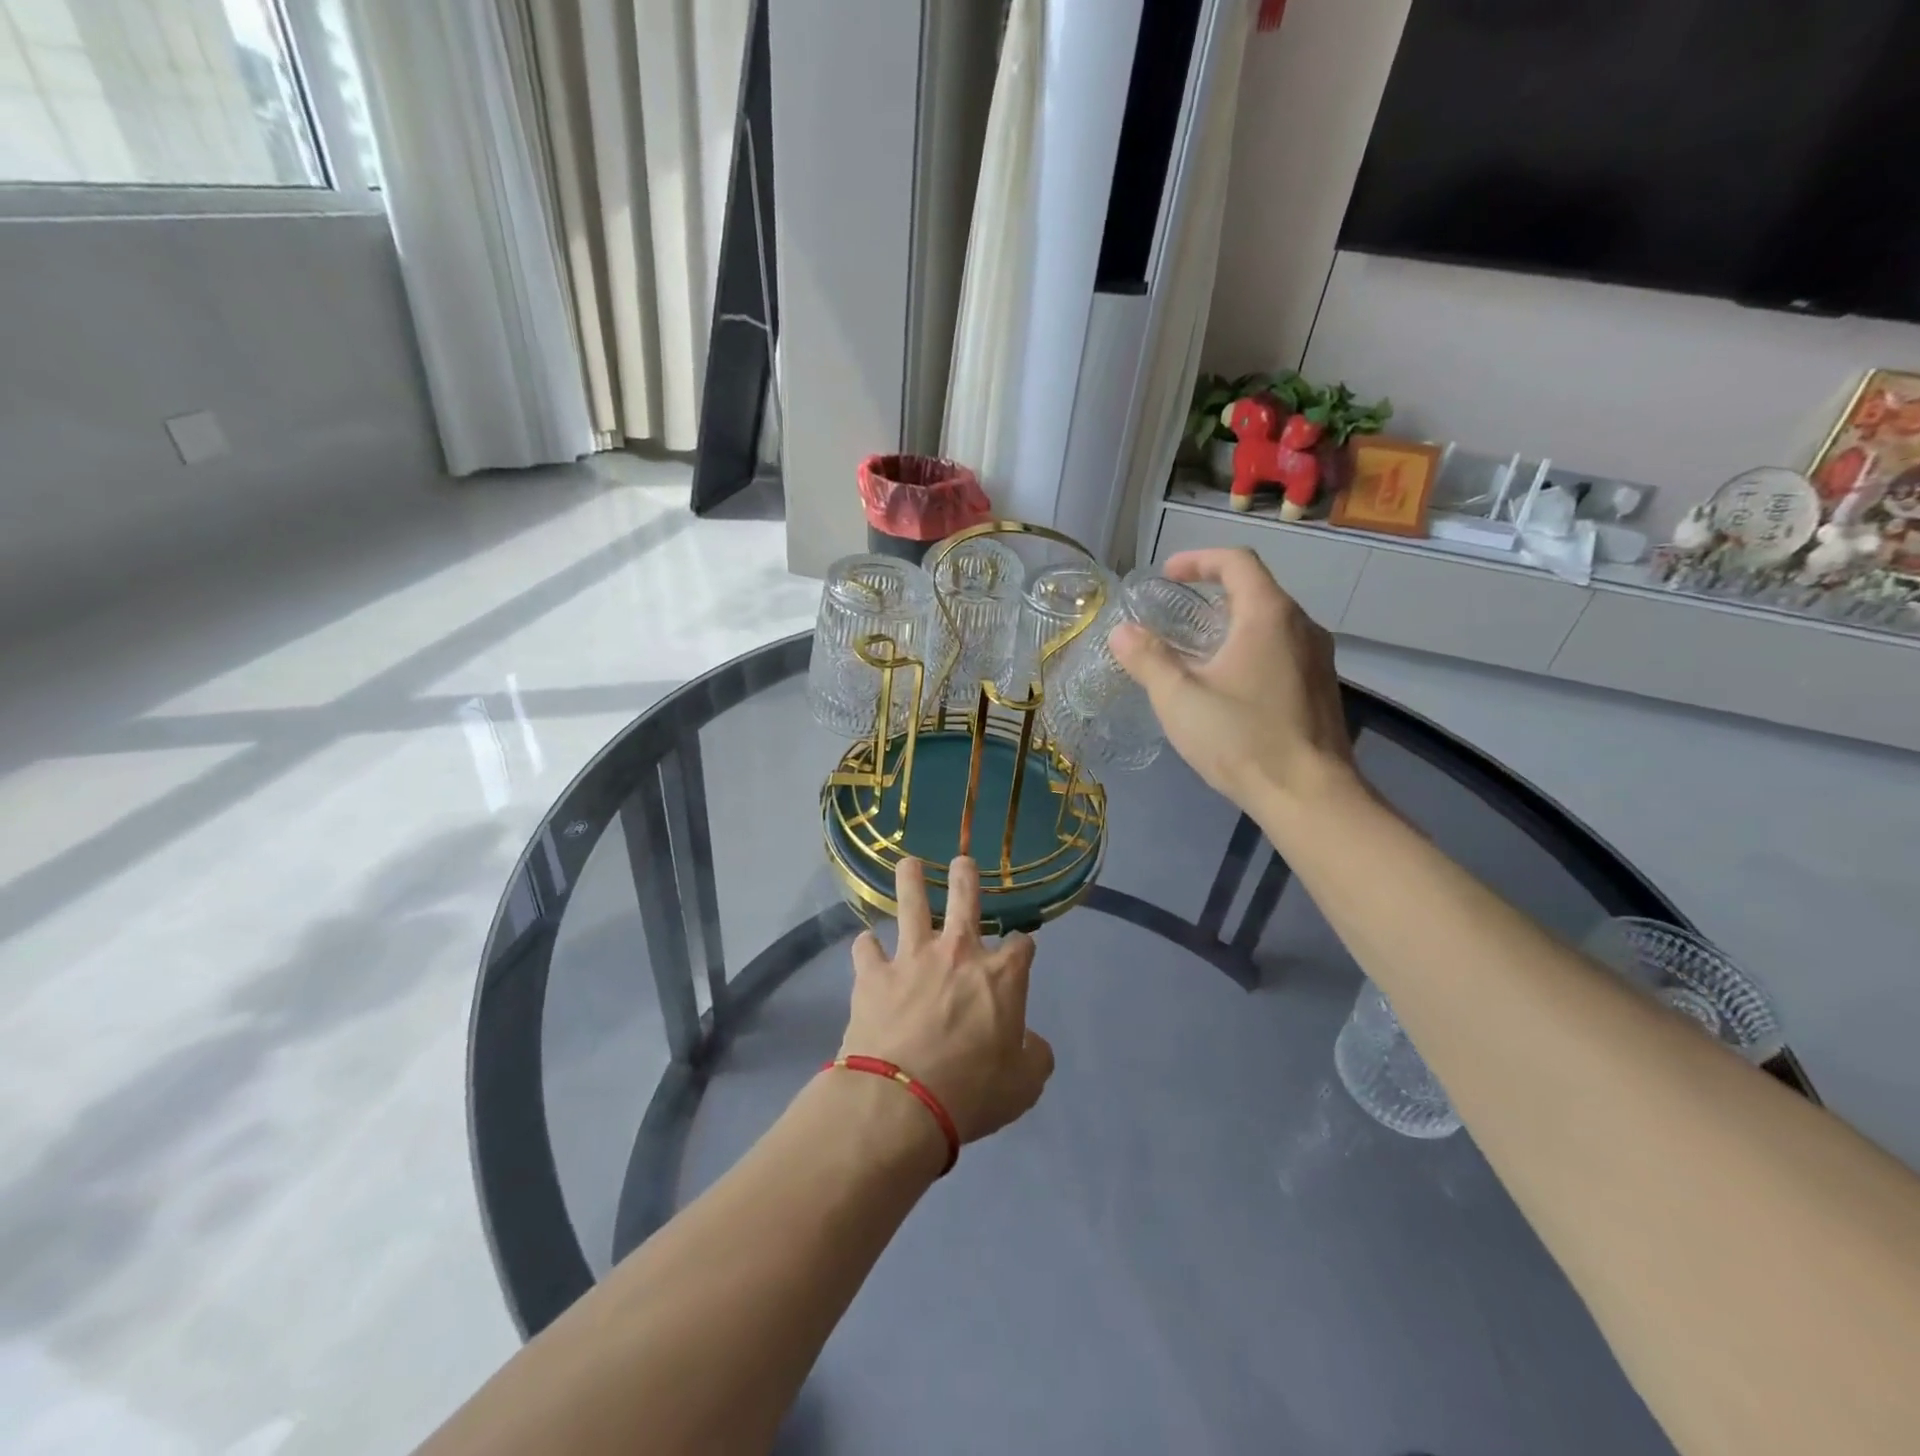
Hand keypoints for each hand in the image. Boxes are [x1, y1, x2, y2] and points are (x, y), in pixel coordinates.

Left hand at [840, 857, 1054, 1143]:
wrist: (901, 1102)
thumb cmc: (972, 1093)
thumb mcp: (1024, 1086)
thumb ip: (1034, 1056)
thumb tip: (1032, 1042)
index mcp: (1001, 976)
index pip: (1021, 946)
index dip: (1023, 947)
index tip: (1021, 952)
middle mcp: (958, 953)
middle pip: (965, 897)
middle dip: (965, 875)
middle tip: (962, 862)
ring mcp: (912, 958)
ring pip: (910, 903)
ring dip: (910, 880)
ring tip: (909, 865)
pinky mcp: (873, 974)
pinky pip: (865, 948)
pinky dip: (866, 948)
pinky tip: (866, 948)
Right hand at [1110, 548, 1356, 815]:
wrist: (1310, 796)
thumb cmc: (1242, 738)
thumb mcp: (1179, 698)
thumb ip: (1148, 659)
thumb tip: (1123, 631)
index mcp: (1269, 615)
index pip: (1236, 562)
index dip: (1198, 560)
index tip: (1167, 576)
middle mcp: (1302, 626)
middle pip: (1255, 590)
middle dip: (1211, 594)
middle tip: (1175, 616)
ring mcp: (1318, 659)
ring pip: (1270, 623)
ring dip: (1231, 625)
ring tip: (1195, 651)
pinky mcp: (1320, 689)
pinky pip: (1281, 651)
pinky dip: (1249, 650)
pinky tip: (1227, 687)